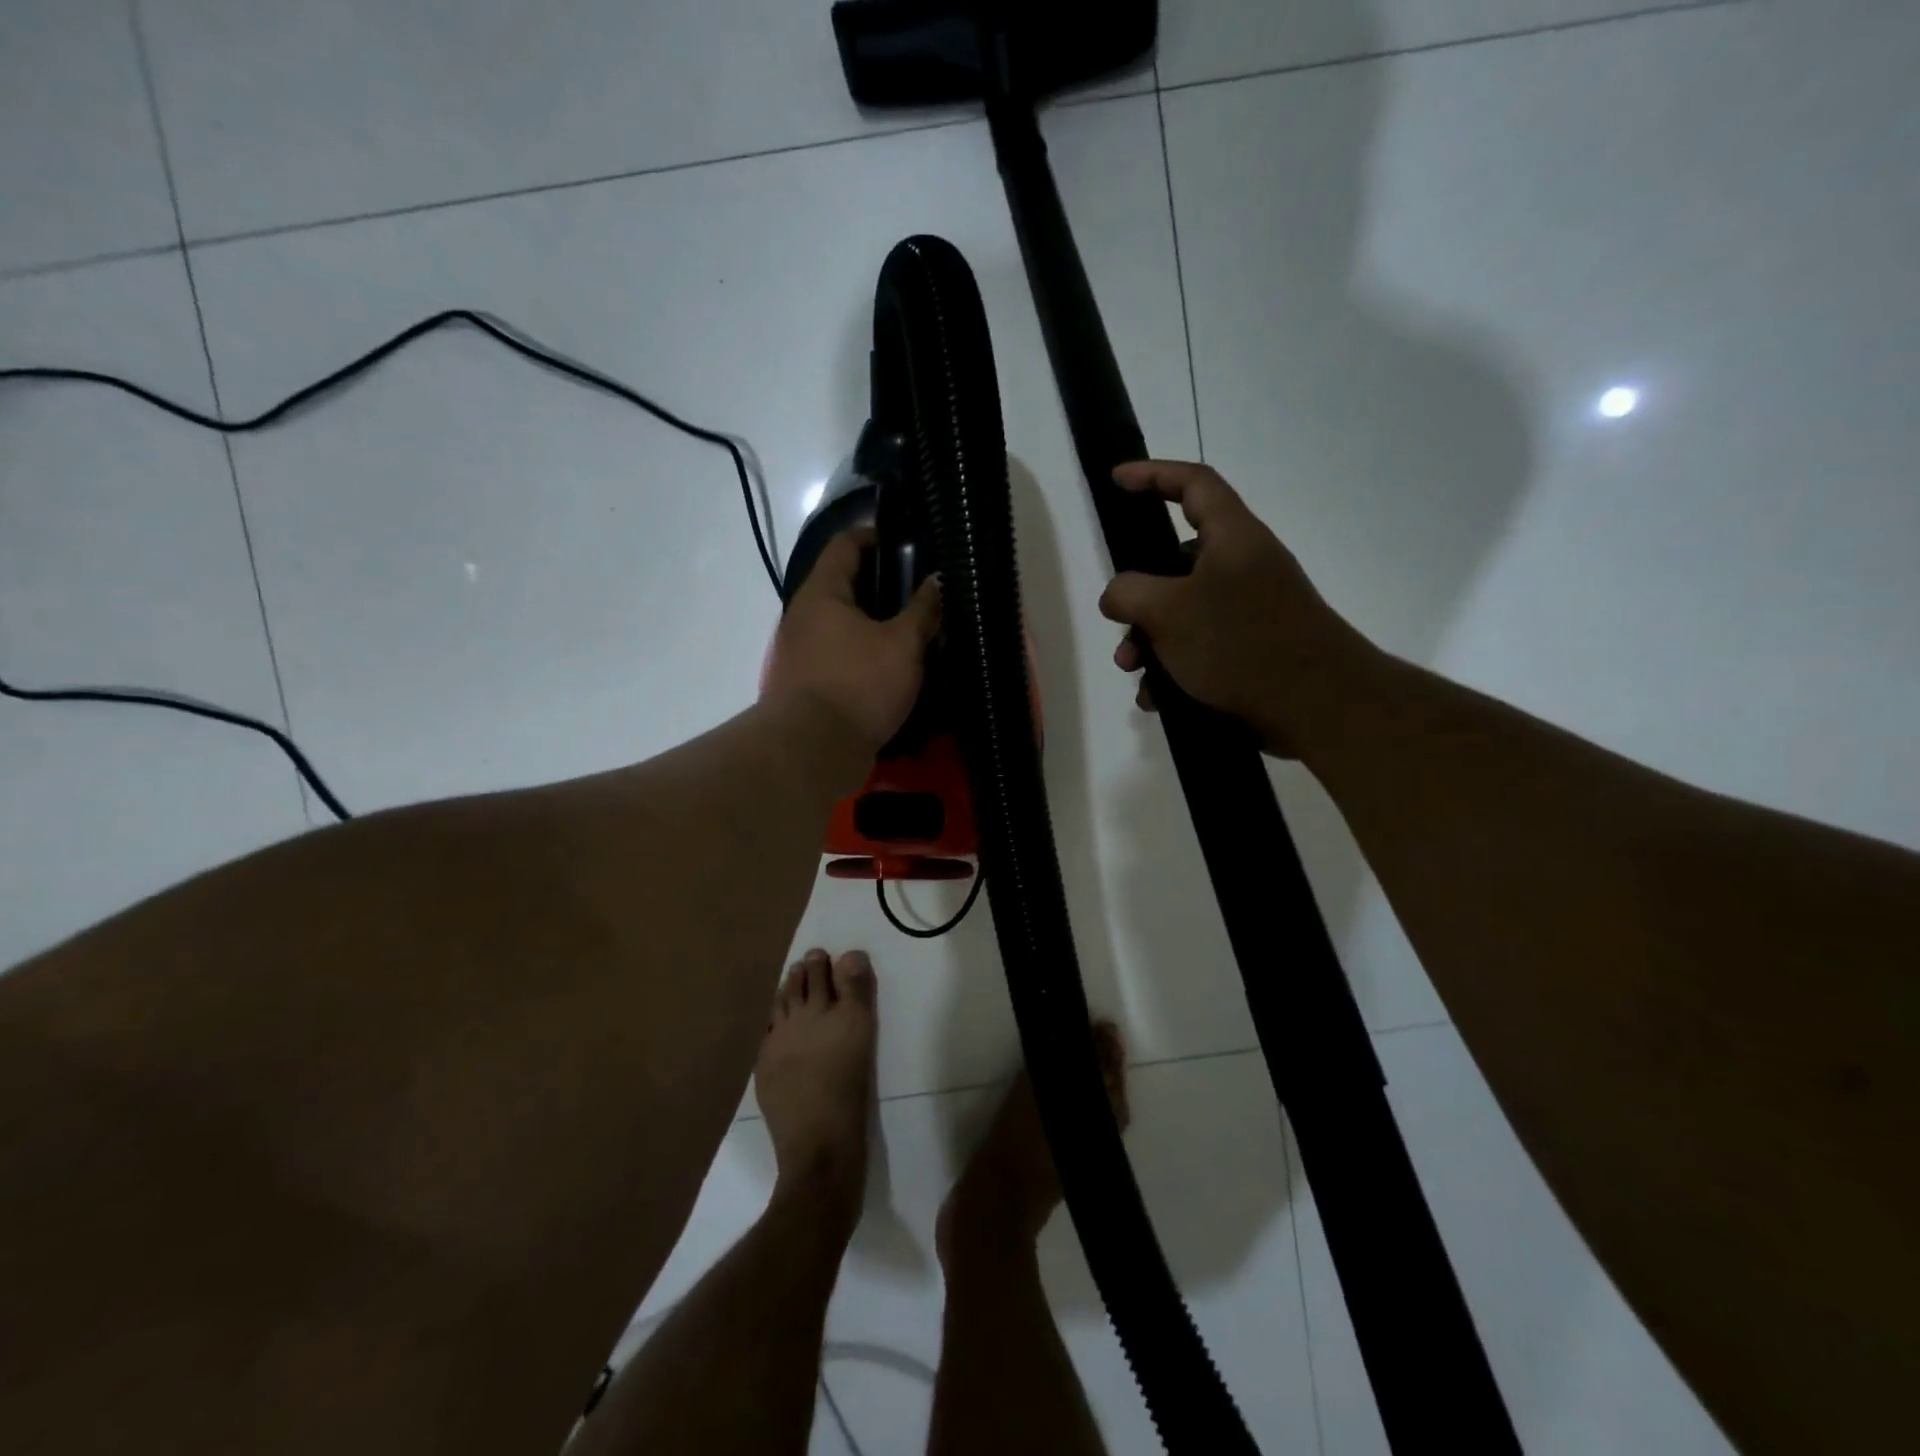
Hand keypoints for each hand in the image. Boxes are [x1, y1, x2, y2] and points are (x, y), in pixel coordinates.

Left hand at [765, 528, 941, 756]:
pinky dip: (870, 655)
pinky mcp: (813, 684)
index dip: (875, 535)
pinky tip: (900, 666)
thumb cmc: (858, 684)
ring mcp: (806, 652)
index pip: (845, 544)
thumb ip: (924, 610)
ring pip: (848, 625)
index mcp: (823, 593)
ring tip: (919, 629)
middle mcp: (807, 616)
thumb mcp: (903, 645)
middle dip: (885, 586)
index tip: (908, 541)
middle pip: (847, 586)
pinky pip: (846, 656)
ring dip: (880, 625)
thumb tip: (939, 580)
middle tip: (924, 590)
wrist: (814, 750)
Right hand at [1097, 460, 1374, 756]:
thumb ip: (1128, 592)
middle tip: (1117, 623)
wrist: (1318, 707)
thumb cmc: (1241, 644)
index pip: (1193, 483)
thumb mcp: (1169, 611)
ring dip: (1149, 640)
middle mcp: (1243, 567)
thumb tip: (1116, 595)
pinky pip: (1199, 648)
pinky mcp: (1251, 650)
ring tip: (1135, 672)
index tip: (1117, 480)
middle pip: (1176, 562)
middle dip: (1137, 596)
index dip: (1153, 474)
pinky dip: (1173, 668)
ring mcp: (1249, 611)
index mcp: (1233, 538)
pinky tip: (1159, 696)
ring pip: (1182, 613)